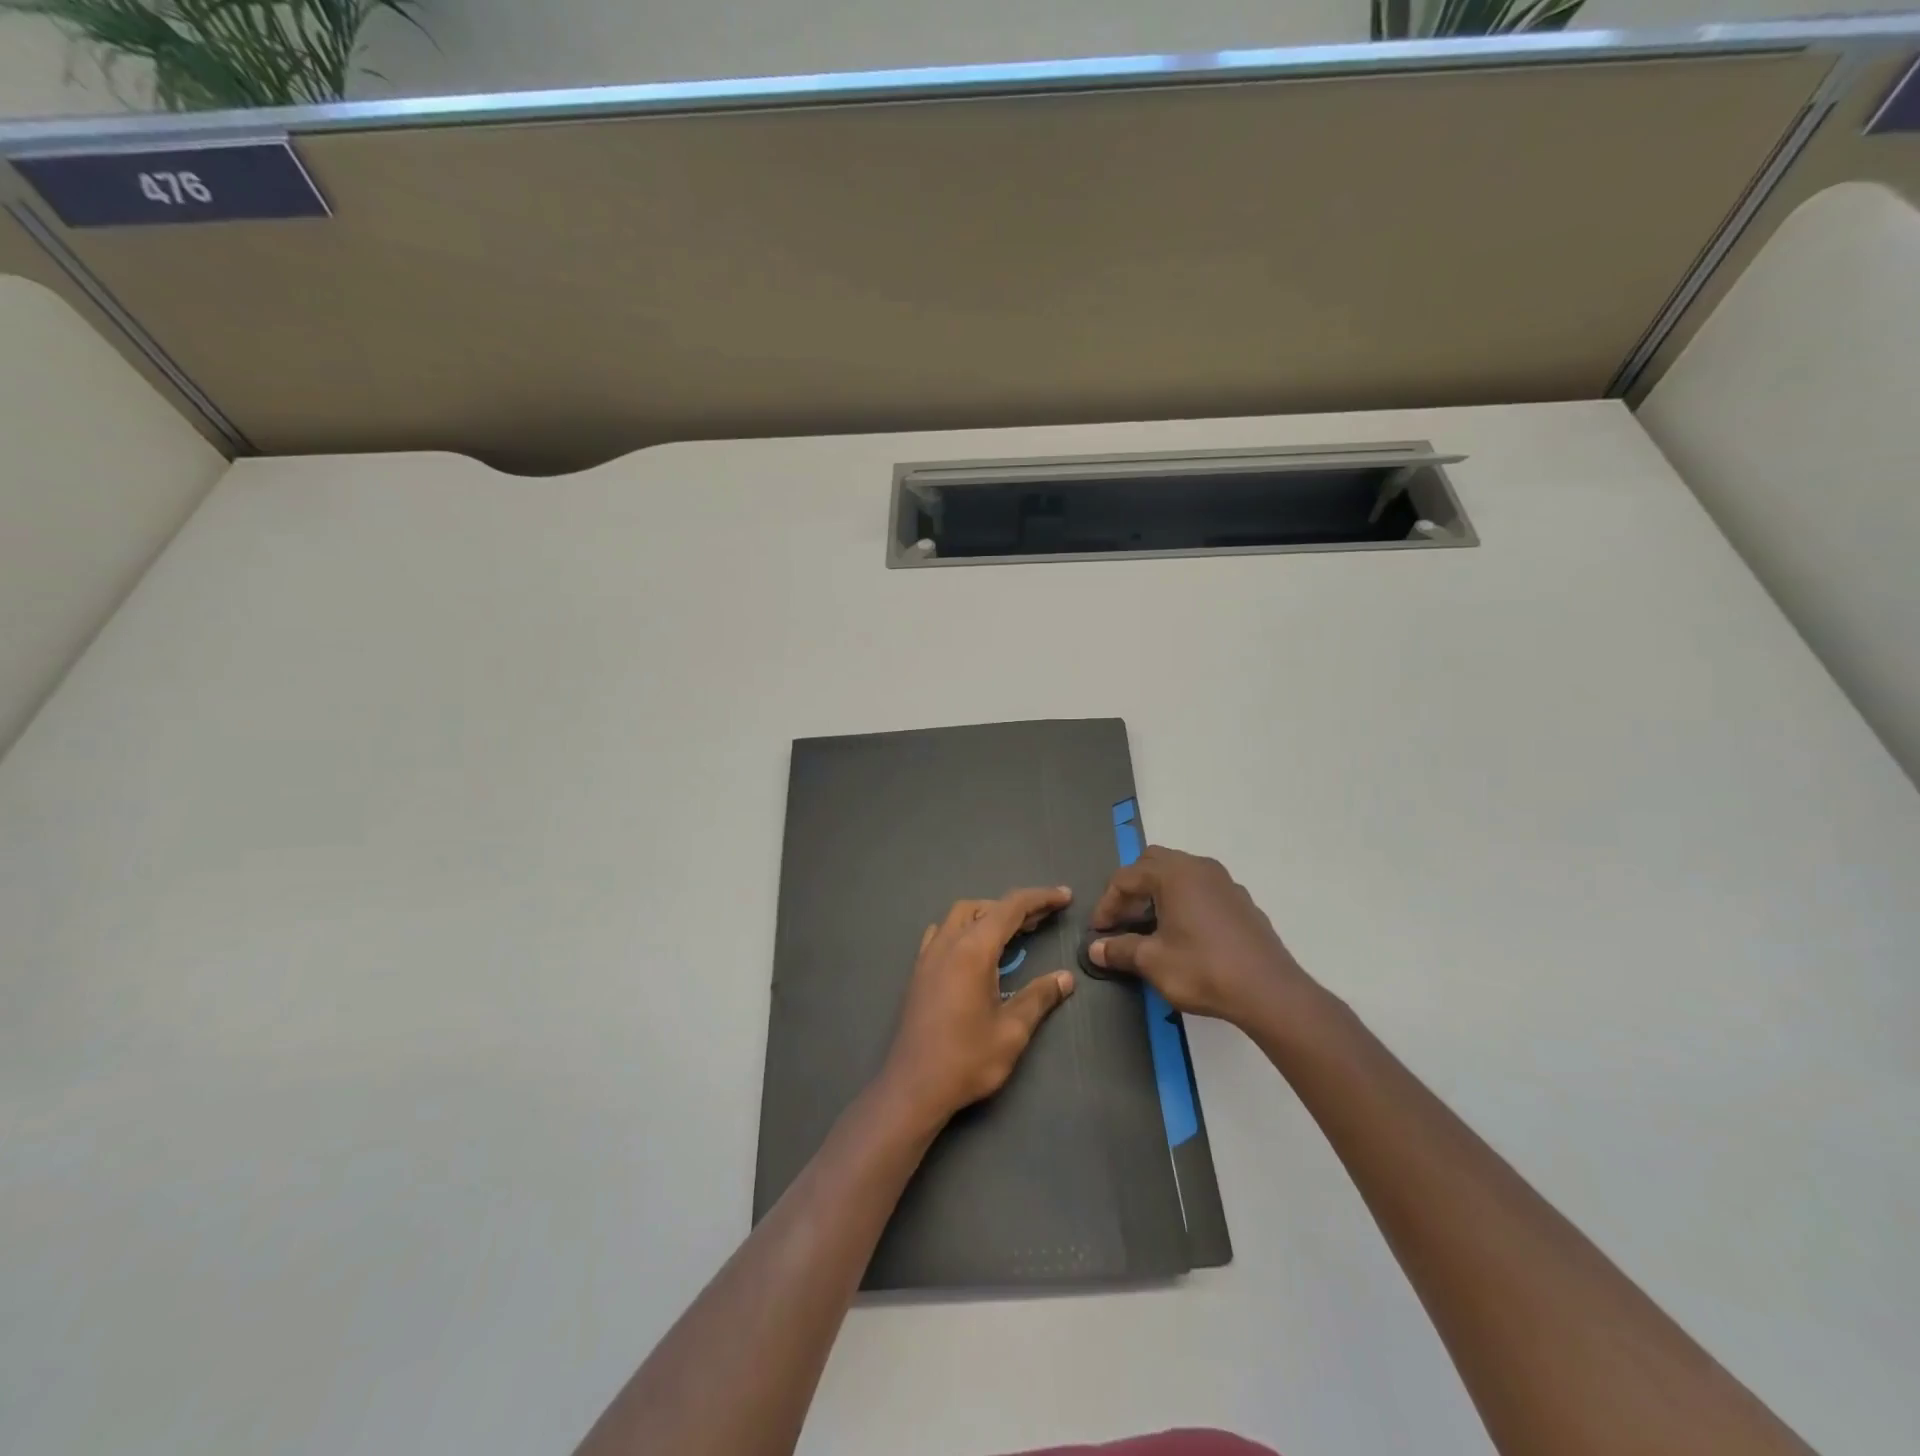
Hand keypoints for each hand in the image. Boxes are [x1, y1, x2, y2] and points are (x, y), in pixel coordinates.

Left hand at [879, 887, 1076, 1129]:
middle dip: (1016, 907)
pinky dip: (966, 928)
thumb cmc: (966, 1059)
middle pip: (984, 907)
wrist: (913, 1087)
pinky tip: (976, 950)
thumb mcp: (1012, 1031)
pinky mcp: (919, 971)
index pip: (1010, 908)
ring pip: (960, 916)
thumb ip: (1039, 997)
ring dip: (989, 915)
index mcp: (972, 950)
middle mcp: (947, 943)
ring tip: (1014, 933)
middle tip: (1044, 919)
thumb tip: (1065, 978)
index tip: (1065, 897)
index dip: (1040, 898)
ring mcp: (929, 955)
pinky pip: (943, 932)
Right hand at [1089, 846, 1311, 1027]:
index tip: (1099, 931)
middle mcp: (1199, 867)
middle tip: (1123, 919)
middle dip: (1132, 888)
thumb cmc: (1203, 969)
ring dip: (1158, 892)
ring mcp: (1225, 882)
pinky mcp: (1242, 901)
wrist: (1269, 992)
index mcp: (1173, 874)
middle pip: (1153, 863)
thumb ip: (1121, 950)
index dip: (1107, 903)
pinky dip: (1183, 901)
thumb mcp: (1153, 962)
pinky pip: (1202, 889)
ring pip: (1180, 873)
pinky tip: (1184, 933)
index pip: (1126, 877)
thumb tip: (1095, 949)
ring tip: (1150, 925)